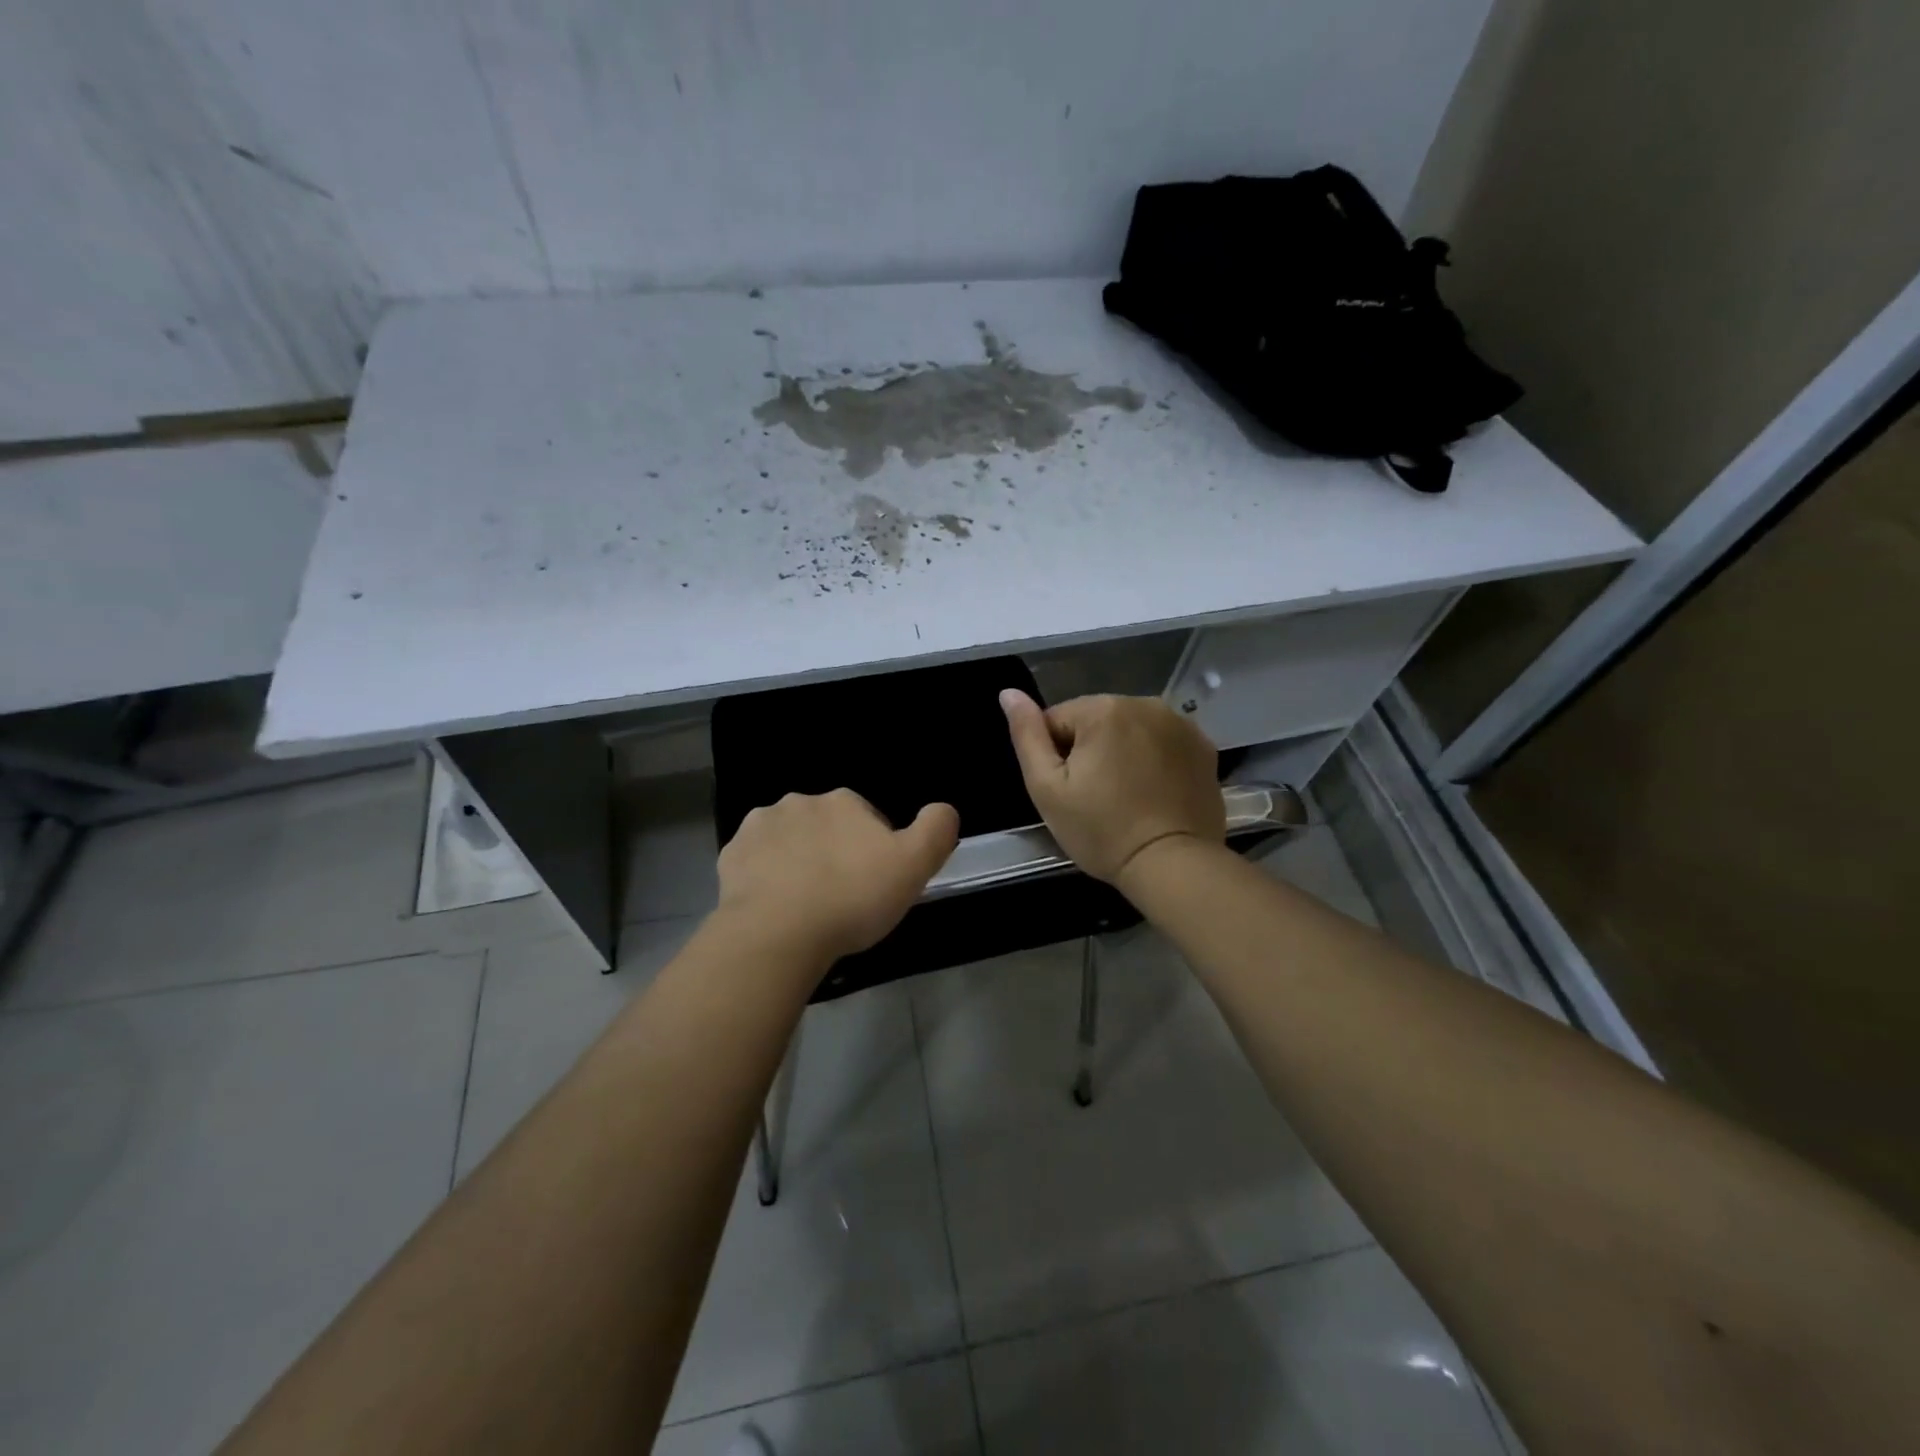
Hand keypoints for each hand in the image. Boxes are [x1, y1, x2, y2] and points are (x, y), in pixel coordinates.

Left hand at [715, 789, 959, 962]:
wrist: (777, 934)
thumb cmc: (851, 898)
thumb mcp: (913, 866)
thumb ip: (936, 830)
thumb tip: (944, 809)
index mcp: (843, 801)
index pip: (868, 818)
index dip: (875, 850)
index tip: (874, 884)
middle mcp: (800, 802)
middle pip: (827, 826)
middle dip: (834, 852)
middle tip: (842, 897)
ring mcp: (760, 827)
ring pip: (789, 840)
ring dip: (798, 860)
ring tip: (807, 904)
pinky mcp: (731, 856)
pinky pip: (756, 862)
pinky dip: (765, 877)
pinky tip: (776, 906)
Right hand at [1000, 690, 1224, 885]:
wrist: (1172, 865)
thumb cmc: (1101, 830)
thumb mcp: (1047, 788)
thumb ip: (1027, 735)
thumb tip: (1008, 693)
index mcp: (1103, 709)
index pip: (1057, 720)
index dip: (1055, 757)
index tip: (1069, 791)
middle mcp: (1145, 703)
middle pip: (1096, 721)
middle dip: (1090, 750)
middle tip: (1095, 797)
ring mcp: (1180, 723)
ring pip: (1130, 729)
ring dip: (1122, 752)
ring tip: (1126, 796)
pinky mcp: (1203, 746)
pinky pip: (1162, 741)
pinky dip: (1153, 759)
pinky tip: (1153, 793)